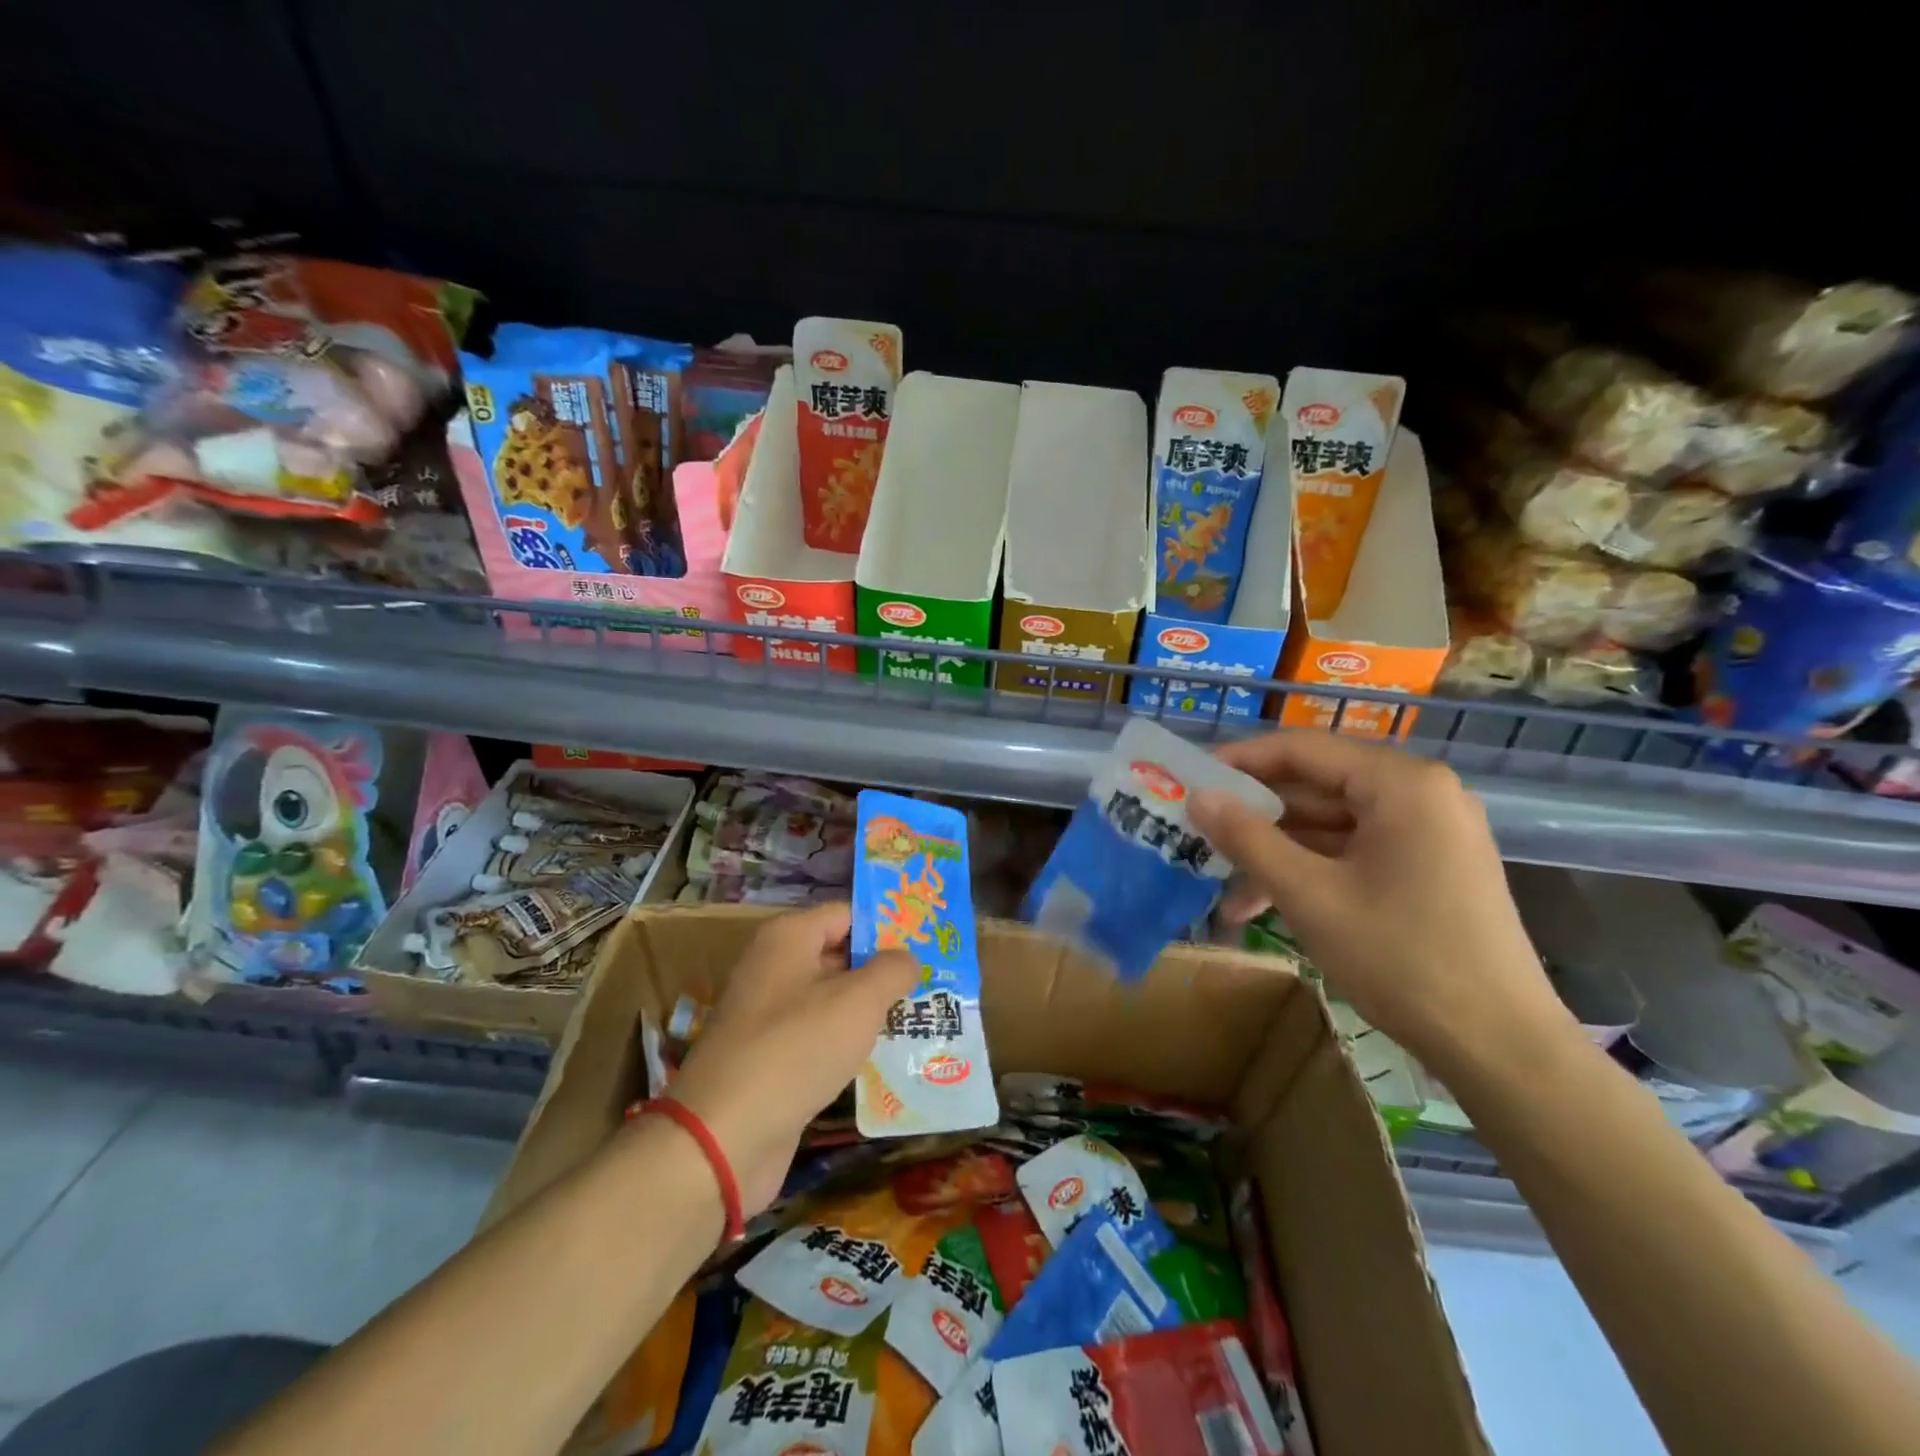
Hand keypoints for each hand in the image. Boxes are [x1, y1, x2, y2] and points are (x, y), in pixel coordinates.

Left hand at [664, 903, 918, 1215]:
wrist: (724, 1136)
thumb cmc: (797, 1048)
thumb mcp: (859, 1001)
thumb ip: (892, 970)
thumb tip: (908, 958)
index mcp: (788, 937)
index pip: (847, 915)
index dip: (887, 927)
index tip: (928, 945)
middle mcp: (774, 967)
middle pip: (840, 955)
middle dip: (883, 971)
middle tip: (933, 984)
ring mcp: (768, 1016)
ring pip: (831, 1001)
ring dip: (870, 1012)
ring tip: (922, 1021)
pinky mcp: (769, 1059)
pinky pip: (818, 1039)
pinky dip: (848, 1046)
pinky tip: (886, 1061)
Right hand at [1189, 731, 1577, 1074]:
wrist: (1500, 1047)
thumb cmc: (1400, 957)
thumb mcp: (1309, 895)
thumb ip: (1247, 838)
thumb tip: (1196, 796)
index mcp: (1401, 783)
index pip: (1302, 749)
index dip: (1241, 761)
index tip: (1191, 781)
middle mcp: (1420, 793)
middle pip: (1317, 786)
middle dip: (1256, 817)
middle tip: (1200, 835)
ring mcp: (1430, 832)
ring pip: (1332, 824)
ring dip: (1278, 852)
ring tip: (1226, 888)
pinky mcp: (1431, 867)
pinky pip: (1355, 851)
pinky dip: (1312, 871)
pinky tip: (1267, 904)